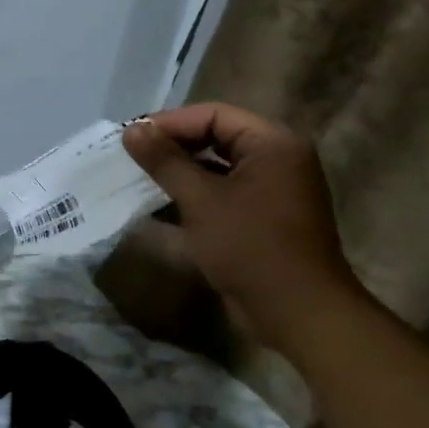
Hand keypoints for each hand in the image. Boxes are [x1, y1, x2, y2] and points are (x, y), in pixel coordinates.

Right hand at [122, 103, 358, 349]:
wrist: (297, 312)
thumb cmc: (250, 247)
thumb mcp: (201, 200)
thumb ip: (165, 161)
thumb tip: (132, 129)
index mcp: (273, 144)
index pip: (214, 115)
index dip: (170, 123)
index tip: (131, 137)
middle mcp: (277, 159)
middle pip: (216, 137)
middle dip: (172, 146)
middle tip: (130, 157)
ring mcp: (272, 190)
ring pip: (216, 168)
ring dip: (178, 173)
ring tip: (137, 179)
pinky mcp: (262, 218)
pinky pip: (222, 194)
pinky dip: (192, 196)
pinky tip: (158, 207)